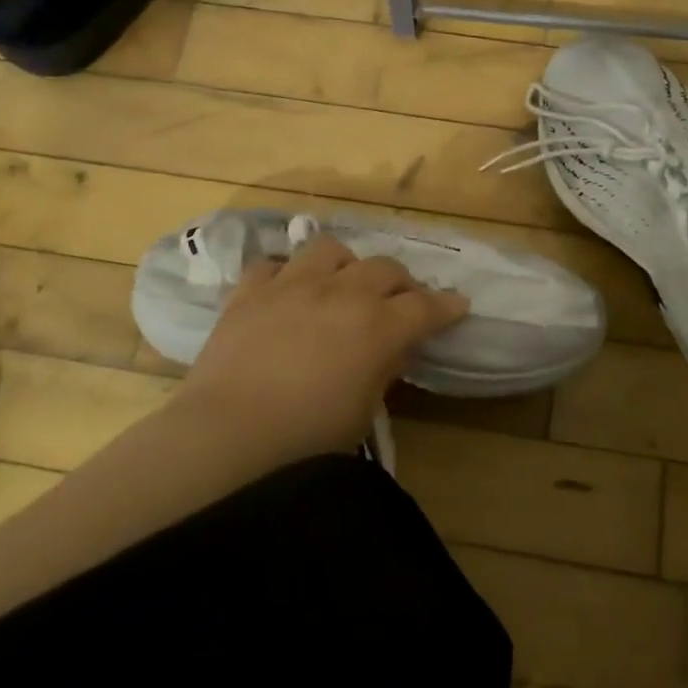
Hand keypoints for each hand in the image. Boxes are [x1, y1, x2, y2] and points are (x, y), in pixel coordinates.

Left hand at [180, 234, 469, 465]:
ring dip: (345, 264)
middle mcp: (341, 292)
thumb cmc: (307, 438)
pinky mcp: (251, 291)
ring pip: (331, 249)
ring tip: (342, 284)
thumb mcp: (362, 412)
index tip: (459, 304)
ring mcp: (292, 284)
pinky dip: (284, 275)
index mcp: (377, 325)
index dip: (446, 305)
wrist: (228, 433)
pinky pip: (272, 265)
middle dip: (401, 283)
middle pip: (384, 268)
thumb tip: (391, 347)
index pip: (425, 306)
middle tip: (401, 301)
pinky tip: (285, 292)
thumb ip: (382, 368)